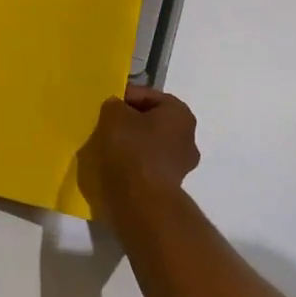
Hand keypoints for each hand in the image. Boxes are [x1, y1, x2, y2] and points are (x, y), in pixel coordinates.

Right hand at [77, 85, 199, 224]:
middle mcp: (188, 137)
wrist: (141, 200)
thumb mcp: (114, 114)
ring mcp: (182, 164)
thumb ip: (115, 105)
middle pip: (152, 121)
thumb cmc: (132, 148)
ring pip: (150, 144)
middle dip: (131, 121)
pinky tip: (116, 165)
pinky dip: (134, 163)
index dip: (125, 97)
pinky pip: (148, 165)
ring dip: (132, 144)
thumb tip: (118, 109)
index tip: (107, 105)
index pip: (148, 96)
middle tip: (108, 124)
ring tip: (109, 146)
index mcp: (180, 113)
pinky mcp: (171, 186)